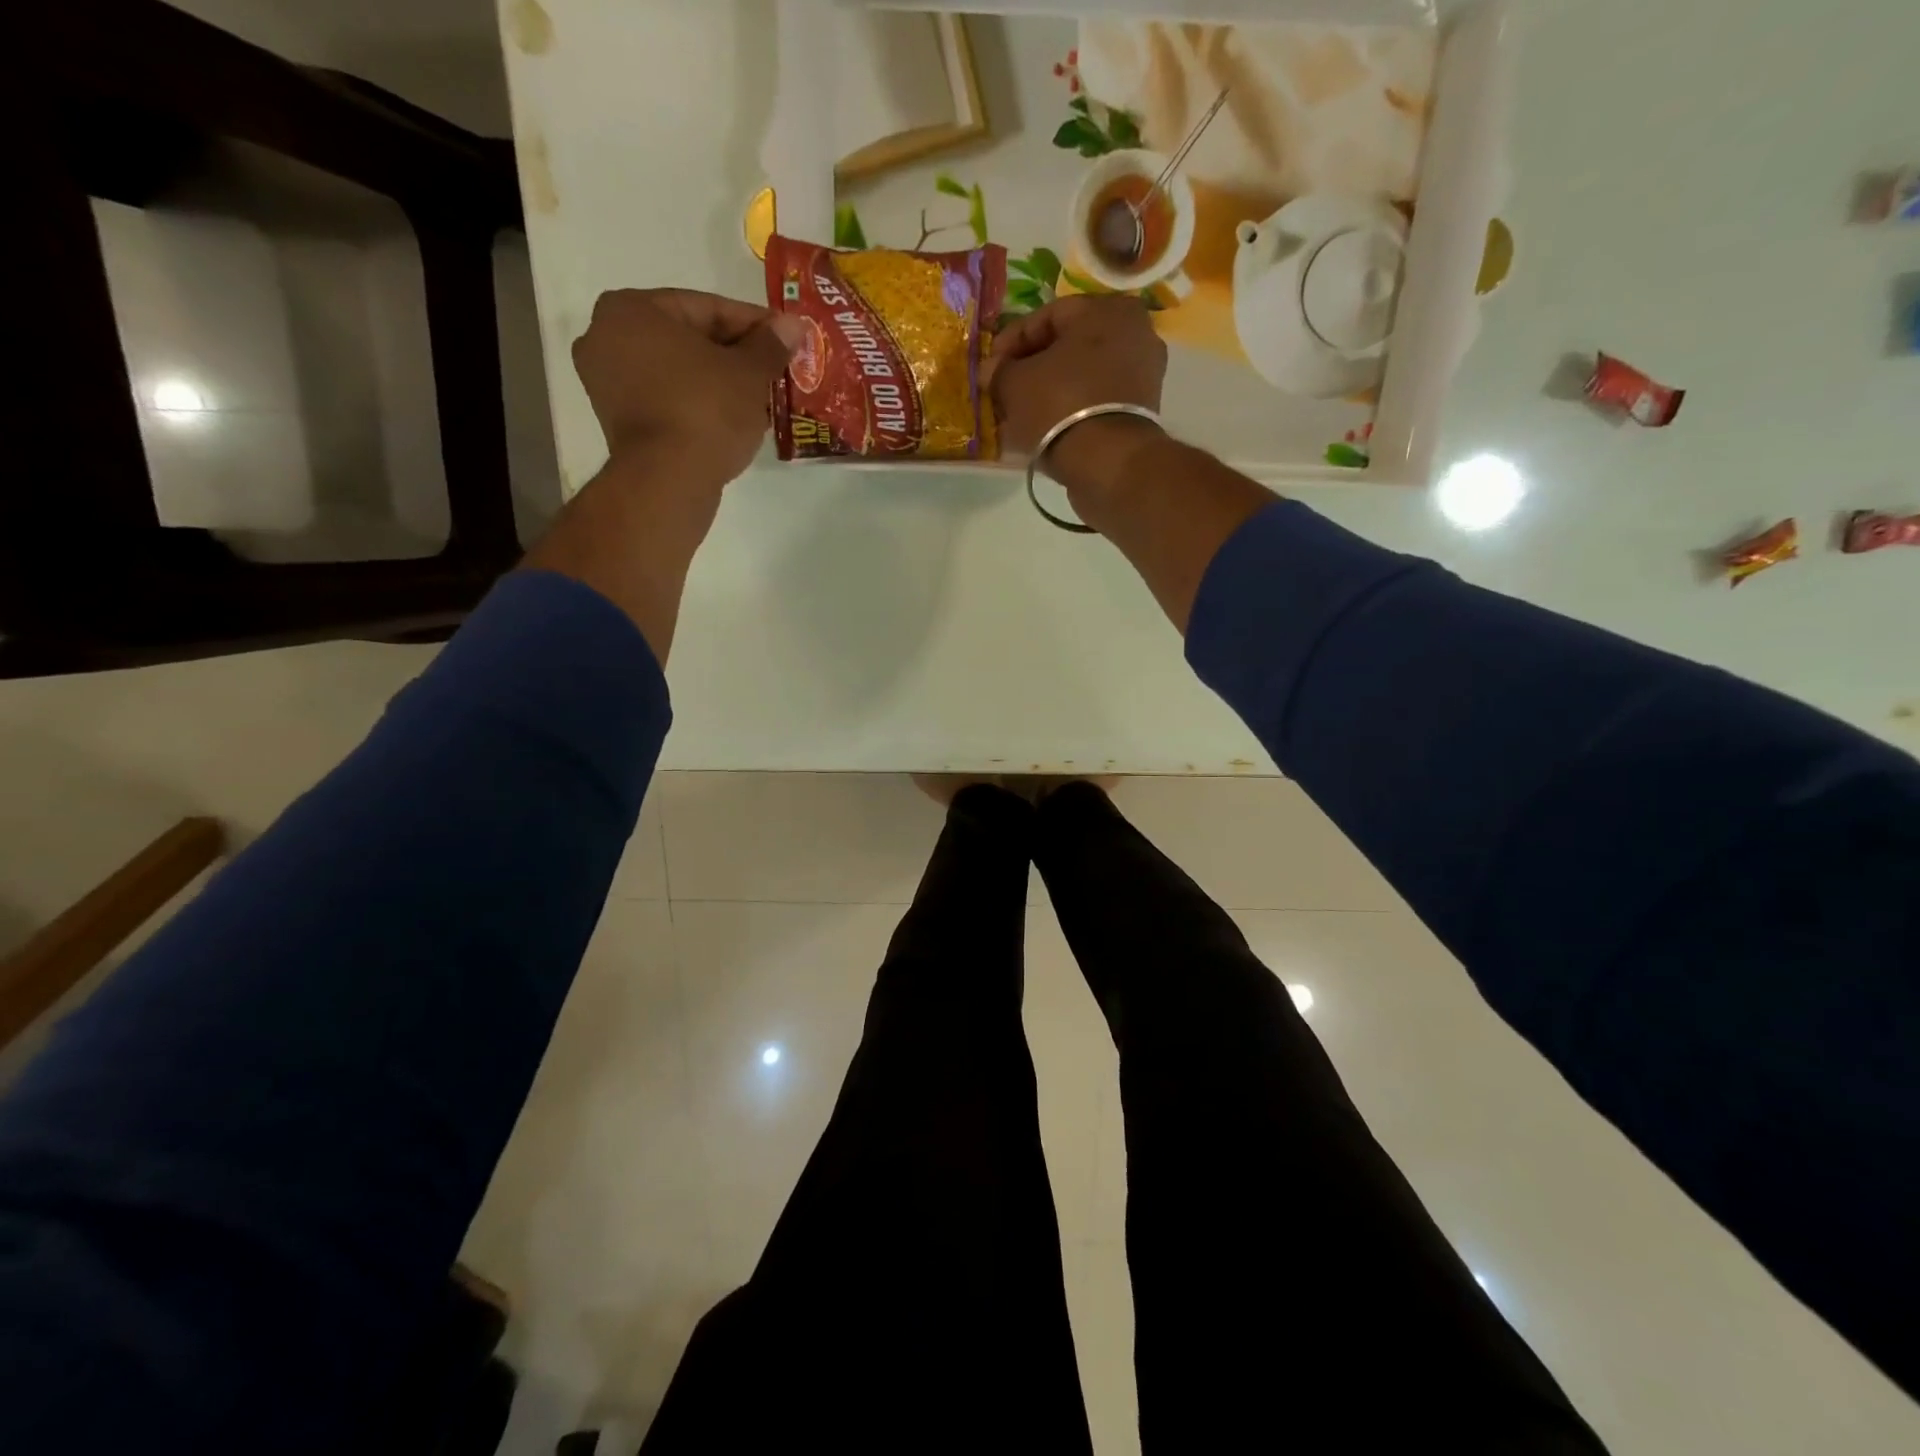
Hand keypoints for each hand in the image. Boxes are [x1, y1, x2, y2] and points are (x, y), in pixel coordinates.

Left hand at [572, 288, 805, 484]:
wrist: (669, 480)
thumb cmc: (706, 411)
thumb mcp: (748, 373)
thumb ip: (770, 345)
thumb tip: (794, 325)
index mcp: (632, 309)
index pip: (706, 308)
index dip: (753, 323)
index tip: (784, 337)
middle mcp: (606, 336)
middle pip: (688, 339)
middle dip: (734, 354)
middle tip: (773, 368)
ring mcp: (606, 382)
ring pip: (677, 371)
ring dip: (718, 381)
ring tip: (759, 397)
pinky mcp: (617, 421)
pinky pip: (666, 399)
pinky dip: (697, 403)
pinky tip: (731, 418)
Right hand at [987, 294, 1168, 493]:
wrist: (1108, 463)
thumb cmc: (1060, 405)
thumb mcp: (1015, 383)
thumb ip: (1000, 370)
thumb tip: (992, 370)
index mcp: (1108, 309)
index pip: (1048, 316)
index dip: (1012, 341)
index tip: (991, 366)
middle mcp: (1135, 333)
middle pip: (1069, 347)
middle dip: (1033, 368)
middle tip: (1005, 390)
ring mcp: (1143, 374)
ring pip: (1083, 376)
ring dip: (1051, 392)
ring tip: (1021, 415)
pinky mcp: (1141, 412)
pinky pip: (1096, 401)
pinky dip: (1071, 410)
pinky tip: (1046, 428)